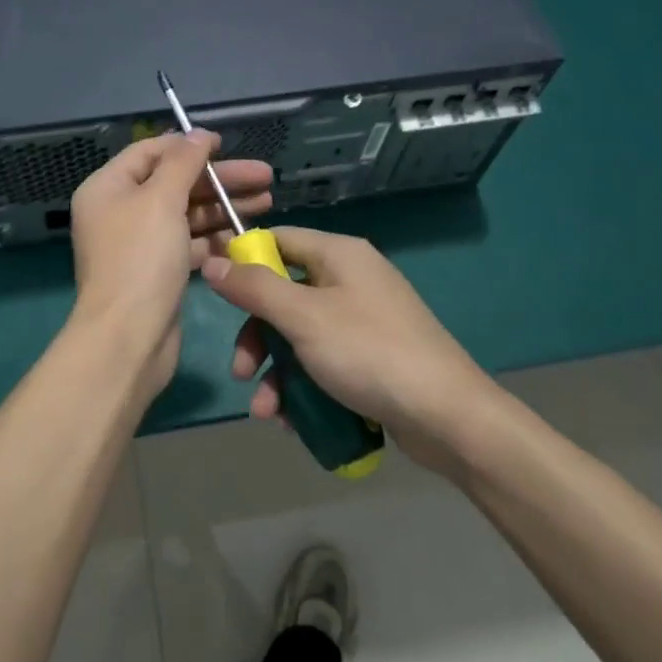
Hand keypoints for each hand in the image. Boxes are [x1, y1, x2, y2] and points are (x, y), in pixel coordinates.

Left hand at [66, 132, 273, 405]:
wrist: (128, 339)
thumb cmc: (141, 260)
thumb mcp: (161, 200)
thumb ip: (182, 163)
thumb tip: (197, 134)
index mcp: (108, 188)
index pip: (151, 152)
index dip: (188, 145)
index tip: (226, 144)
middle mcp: (120, 212)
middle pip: (175, 183)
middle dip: (219, 179)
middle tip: (265, 177)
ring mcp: (139, 244)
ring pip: (186, 214)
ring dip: (224, 207)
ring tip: (268, 202)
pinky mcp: (158, 272)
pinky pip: (189, 244)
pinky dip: (215, 238)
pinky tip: (247, 235)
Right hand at [201, 227, 492, 472]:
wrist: (449, 417)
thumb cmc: (369, 353)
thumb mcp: (303, 318)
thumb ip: (254, 288)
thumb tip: (212, 261)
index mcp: (339, 255)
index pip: (277, 240)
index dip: (244, 263)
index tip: (217, 294)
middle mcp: (351, 279)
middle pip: (284, 294)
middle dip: (259, 337)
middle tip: (242, 372)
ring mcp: (364, 320)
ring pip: (301, 335)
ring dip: (277, 372)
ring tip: (268, 413)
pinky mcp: (372, 357)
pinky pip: (324, 361)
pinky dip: (304, 386)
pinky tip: (294, 421)